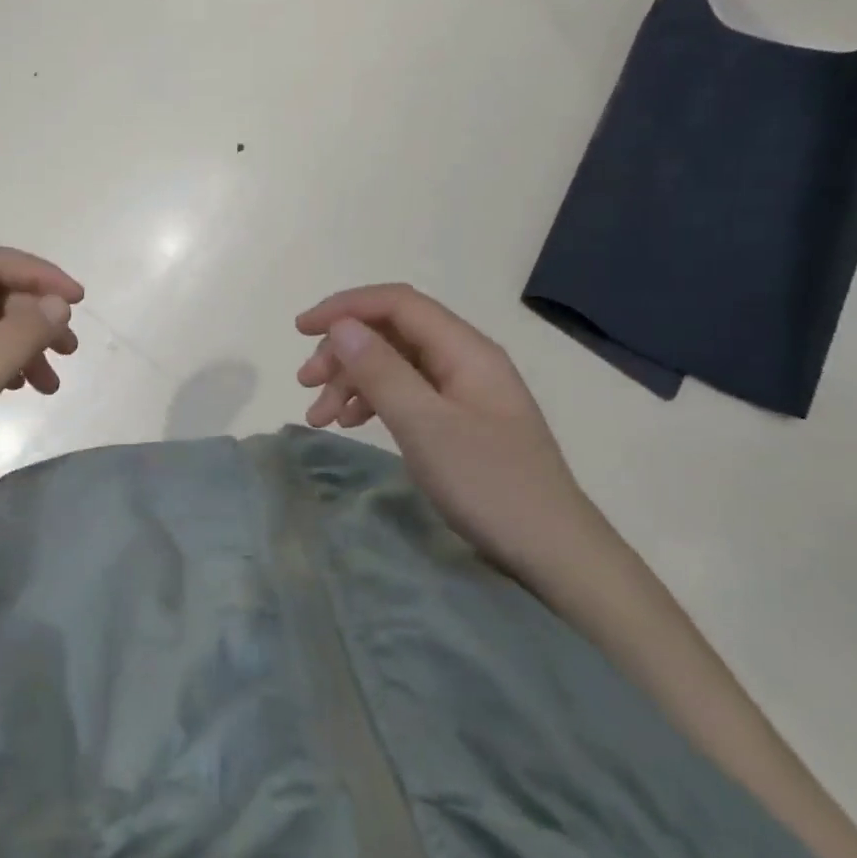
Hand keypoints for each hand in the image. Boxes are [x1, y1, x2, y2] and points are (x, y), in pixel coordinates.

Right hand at [295, 285, 593, 578]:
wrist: (555, 554)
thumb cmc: (490, 485)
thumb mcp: (425, 426)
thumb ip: (381, 372)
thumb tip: (341, 326)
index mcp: (465, 349)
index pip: (397, 303)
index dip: (345, 307)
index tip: (301, 330)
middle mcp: (465, 360)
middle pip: (392, 333)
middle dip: (344, 351)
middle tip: (305, 384)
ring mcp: (464, 391)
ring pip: (395, 365)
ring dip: (352, 381)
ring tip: (319, 416)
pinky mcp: (460, 421)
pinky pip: (407, 393)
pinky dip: (373, 402)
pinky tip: (351, 422)